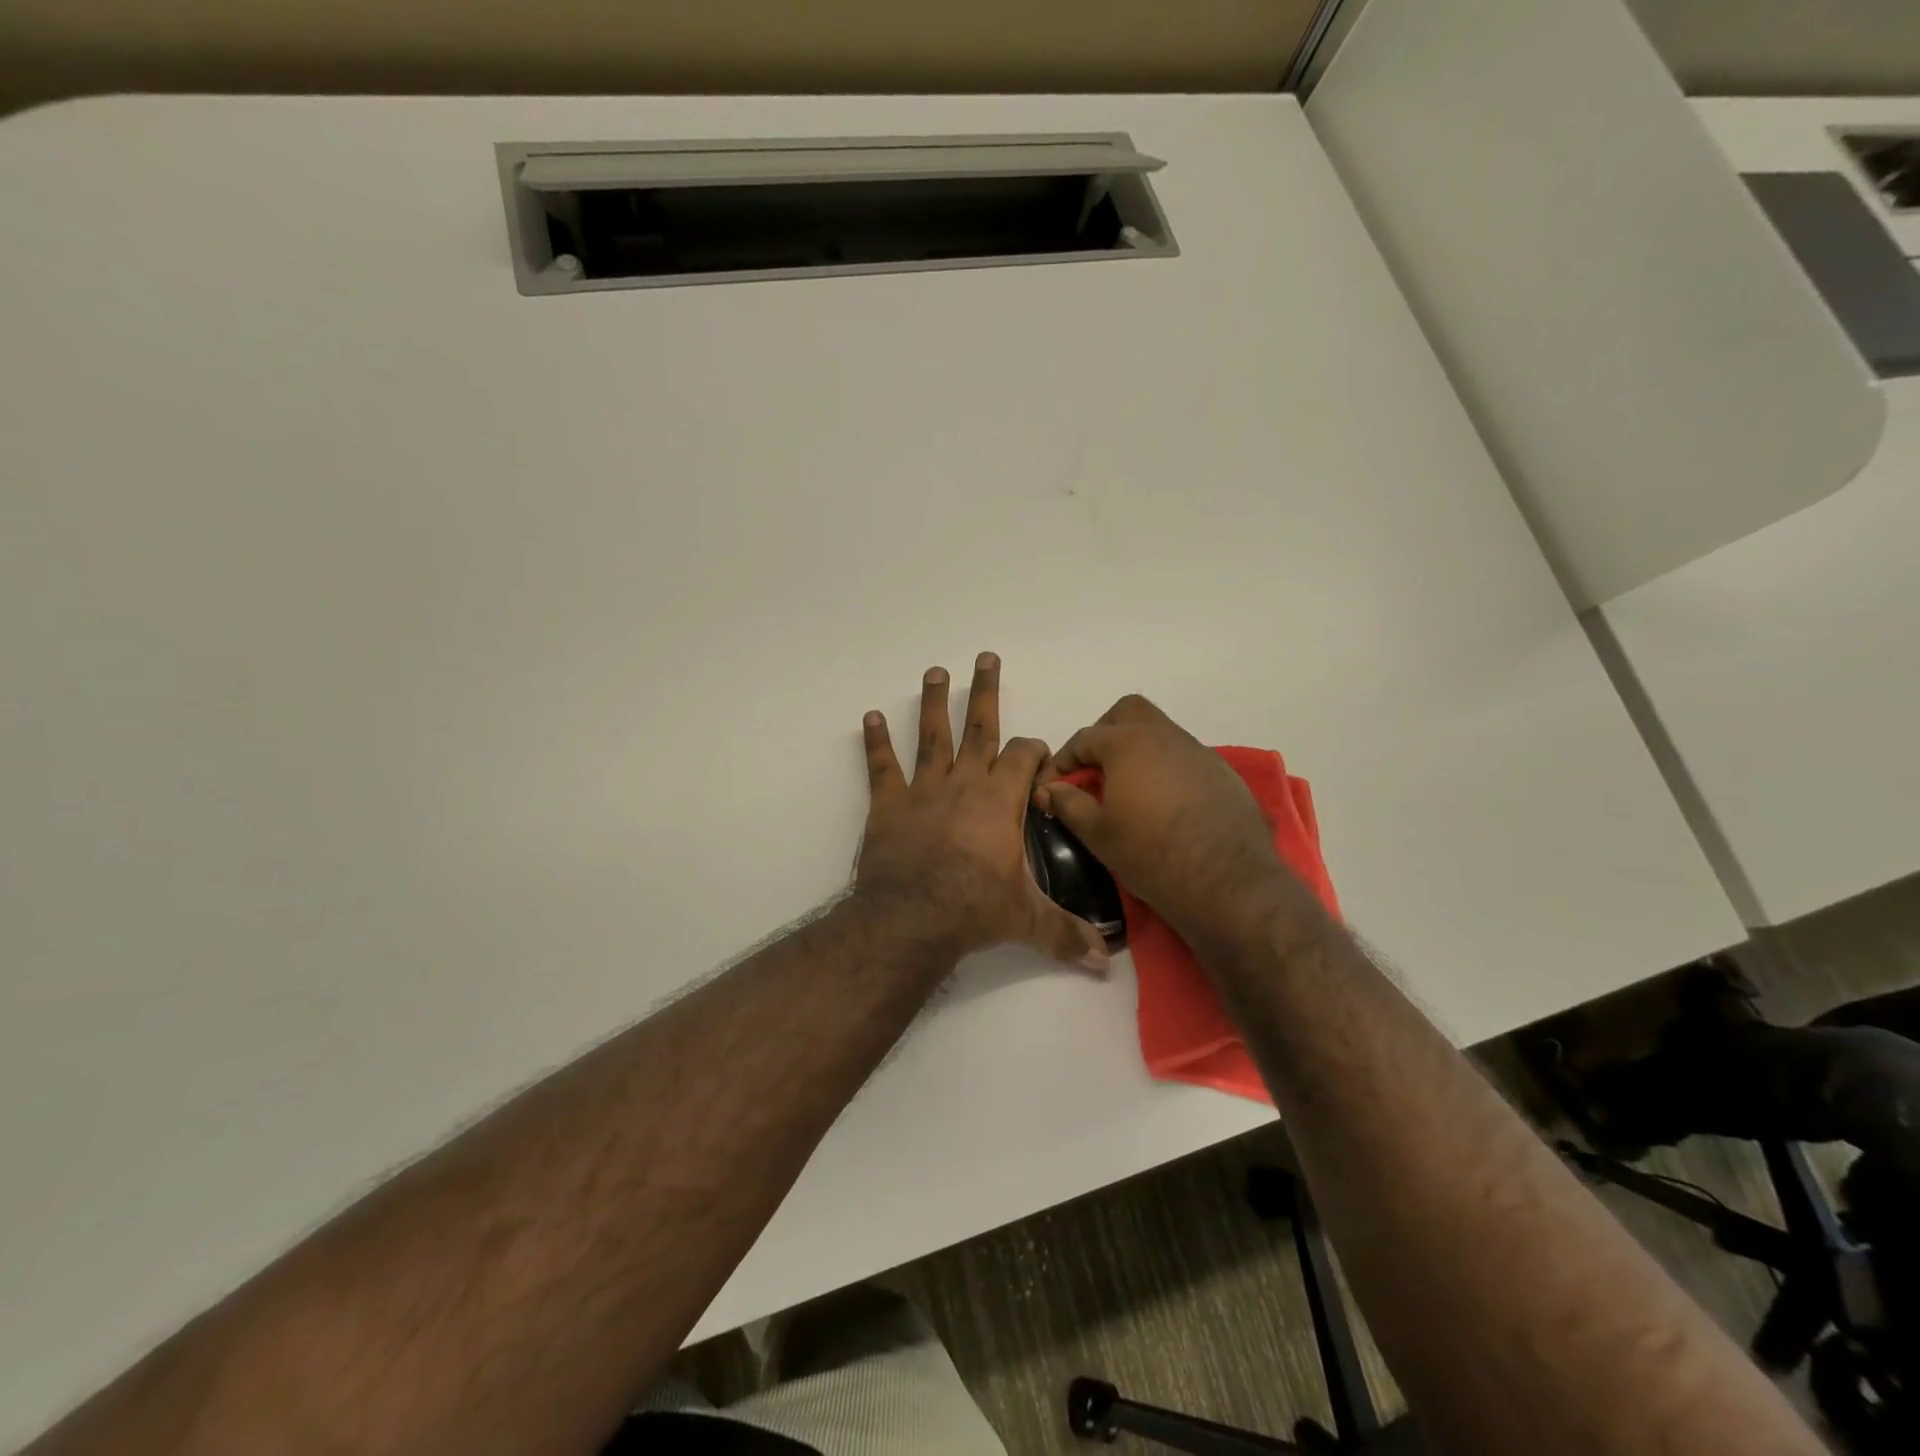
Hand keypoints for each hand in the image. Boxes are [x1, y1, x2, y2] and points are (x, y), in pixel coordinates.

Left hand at [855, 654, 1109, 970]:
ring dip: (934, 702)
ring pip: (932, 735)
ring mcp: (924, 789)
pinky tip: (870, 718)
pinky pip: (881, 766)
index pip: (1025, 757)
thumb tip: (1104, 962)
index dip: (1034, 749)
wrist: (911, 918)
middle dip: (985, 691)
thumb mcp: (1027, 921)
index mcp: (1001, 800)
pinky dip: (876, 742)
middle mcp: (964, 783)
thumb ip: (1066, 935)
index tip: (1038, 751)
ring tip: (935, 672)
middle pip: (979, 727)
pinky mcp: (888, 804)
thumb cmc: (974, 910)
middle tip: (985, 657)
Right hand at [1033, 695, 1310, 951]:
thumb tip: (1049, 790)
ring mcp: (1199, 752)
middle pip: (1127, 713)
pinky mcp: (1223, 774)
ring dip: (1137, 751)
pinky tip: (1163, 804)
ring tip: (1126, 790)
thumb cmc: (1150, 854)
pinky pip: (1184, 758)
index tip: (1051, 788)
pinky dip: (1165, 769)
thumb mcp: (1097, 833)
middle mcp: (1166, 736)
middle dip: (1104, 734)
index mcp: (1129, 743)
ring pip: (1160, 733)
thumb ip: (1068, 804)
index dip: (1062, 762)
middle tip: (1092, 770)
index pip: (1084, 739)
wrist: (1227, 883)